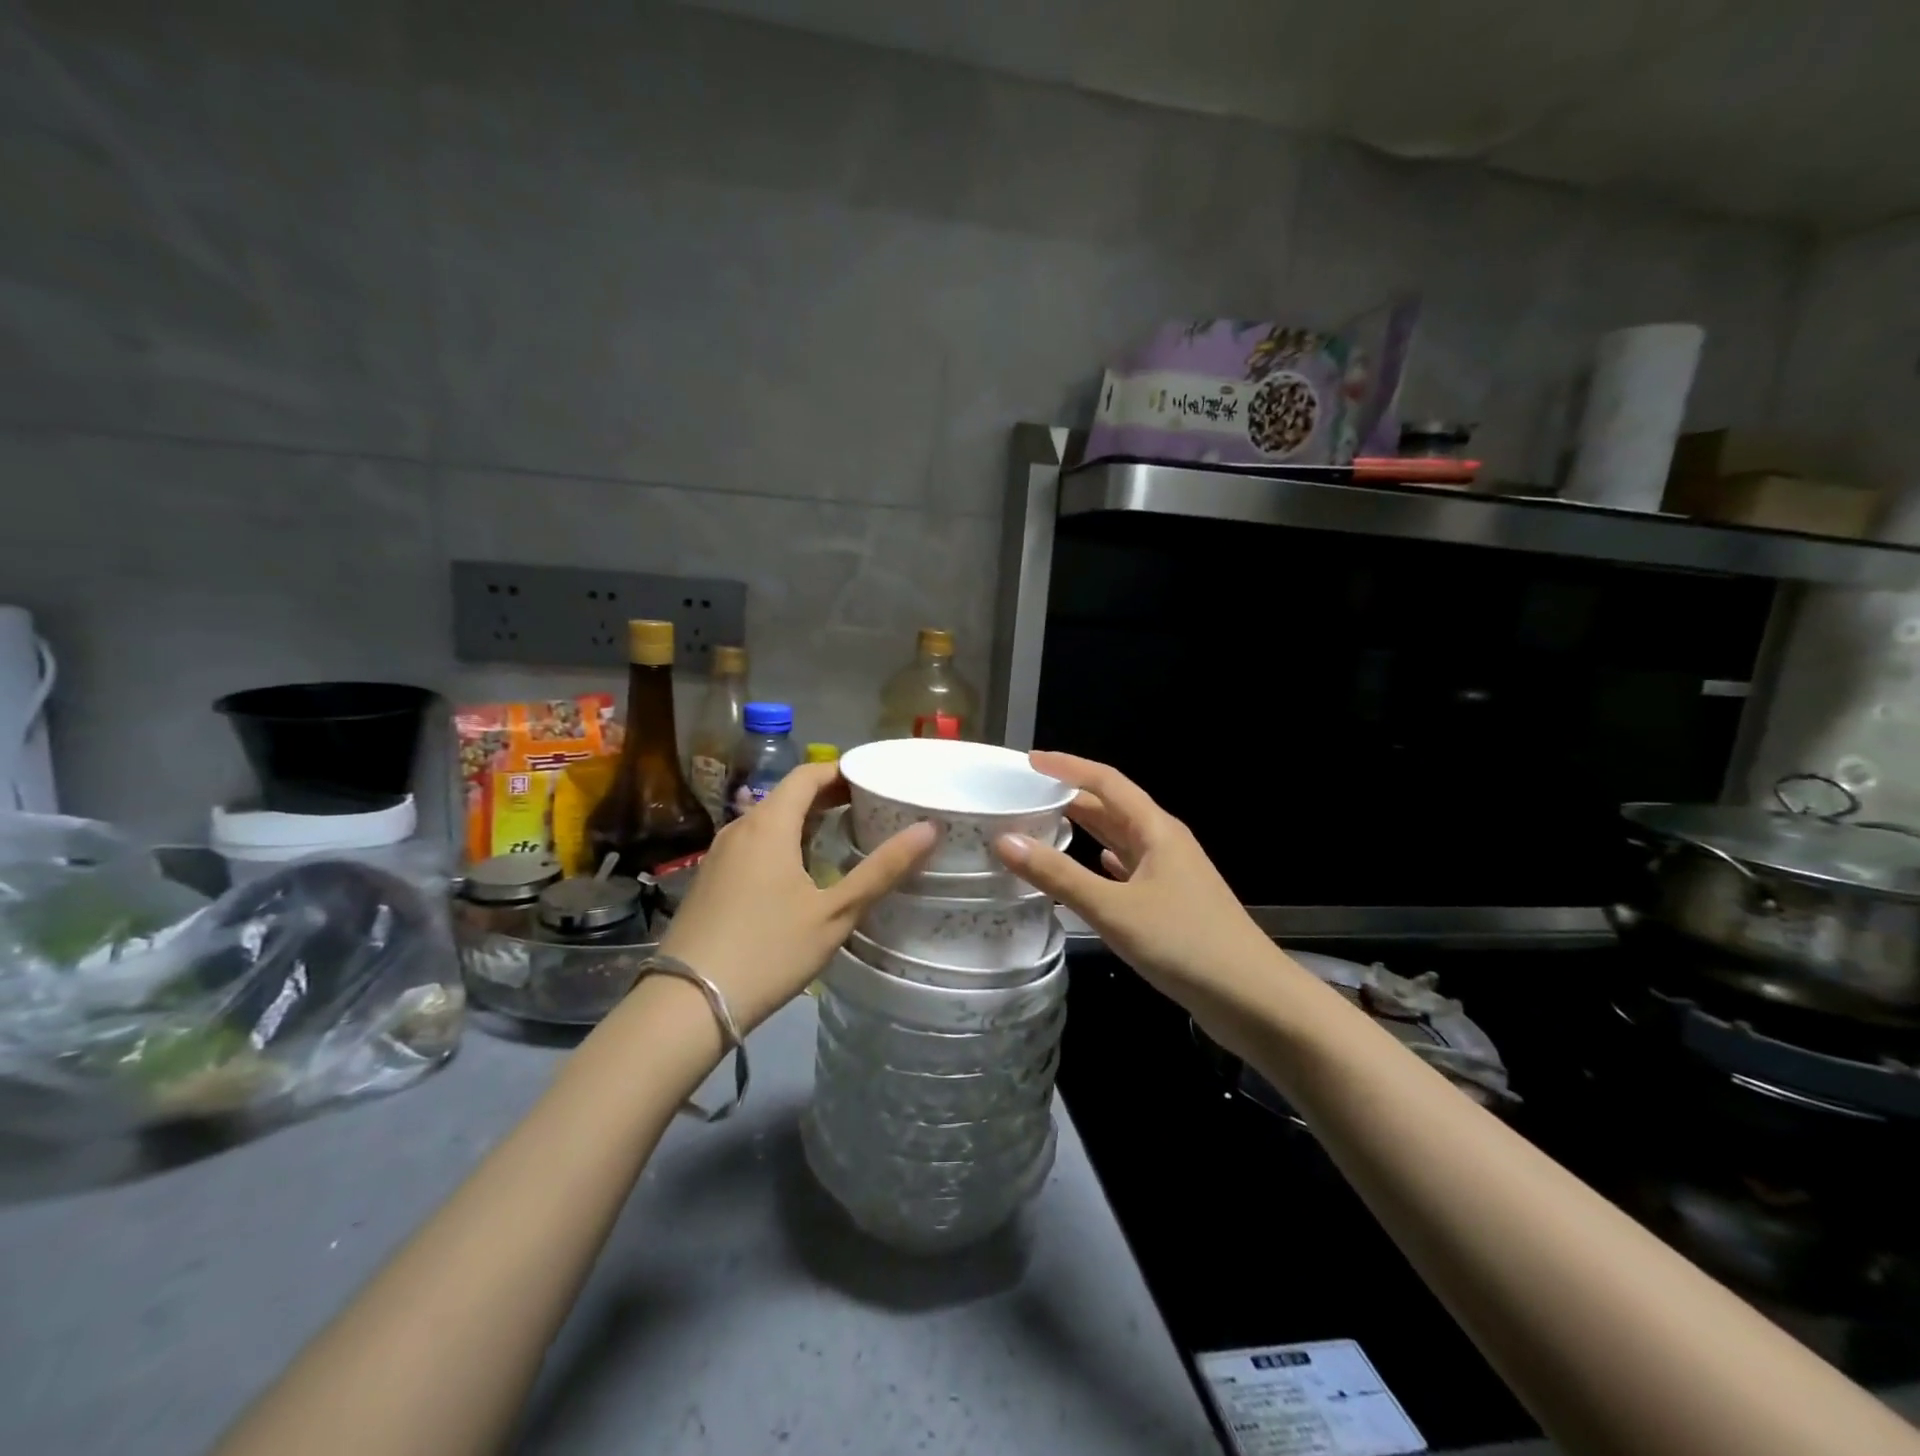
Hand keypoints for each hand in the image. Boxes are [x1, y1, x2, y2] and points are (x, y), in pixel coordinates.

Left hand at [659, 762, 935, 1031]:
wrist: (687, 1002)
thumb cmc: (769, 950)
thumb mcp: (834, 913)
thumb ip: (881, 869)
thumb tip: (928, 829)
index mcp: (769, 824)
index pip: (808, 774)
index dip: (843, 771)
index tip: (876, 780)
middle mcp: (740, 827)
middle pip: (788, 795)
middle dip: (829, 796)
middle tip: (870, 808)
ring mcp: (720, 854)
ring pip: (769, 821)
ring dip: (806, 820)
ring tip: (843, 836)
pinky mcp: (710, 879)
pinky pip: (754, 844)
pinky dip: (783, 842)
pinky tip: (802, 871)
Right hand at [993, 751, 1276, 1006]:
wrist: (1253, 999)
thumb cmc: (1184, 944)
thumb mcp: (1113, 909)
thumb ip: (1058, 876)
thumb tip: (1005, 840)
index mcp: (1155, 830)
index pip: (1106, 781)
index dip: (1067, 767)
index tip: (1029, 762)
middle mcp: (1164, 843)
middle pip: (1112, 808)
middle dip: (1071, 798)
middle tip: (1025, 798)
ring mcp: (1171, 874)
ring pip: (1120, 839)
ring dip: (1086, 830)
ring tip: (1044, 826)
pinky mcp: (1172, 903)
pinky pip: (1130, 869)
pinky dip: (1104, 863)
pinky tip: (1092, 867)